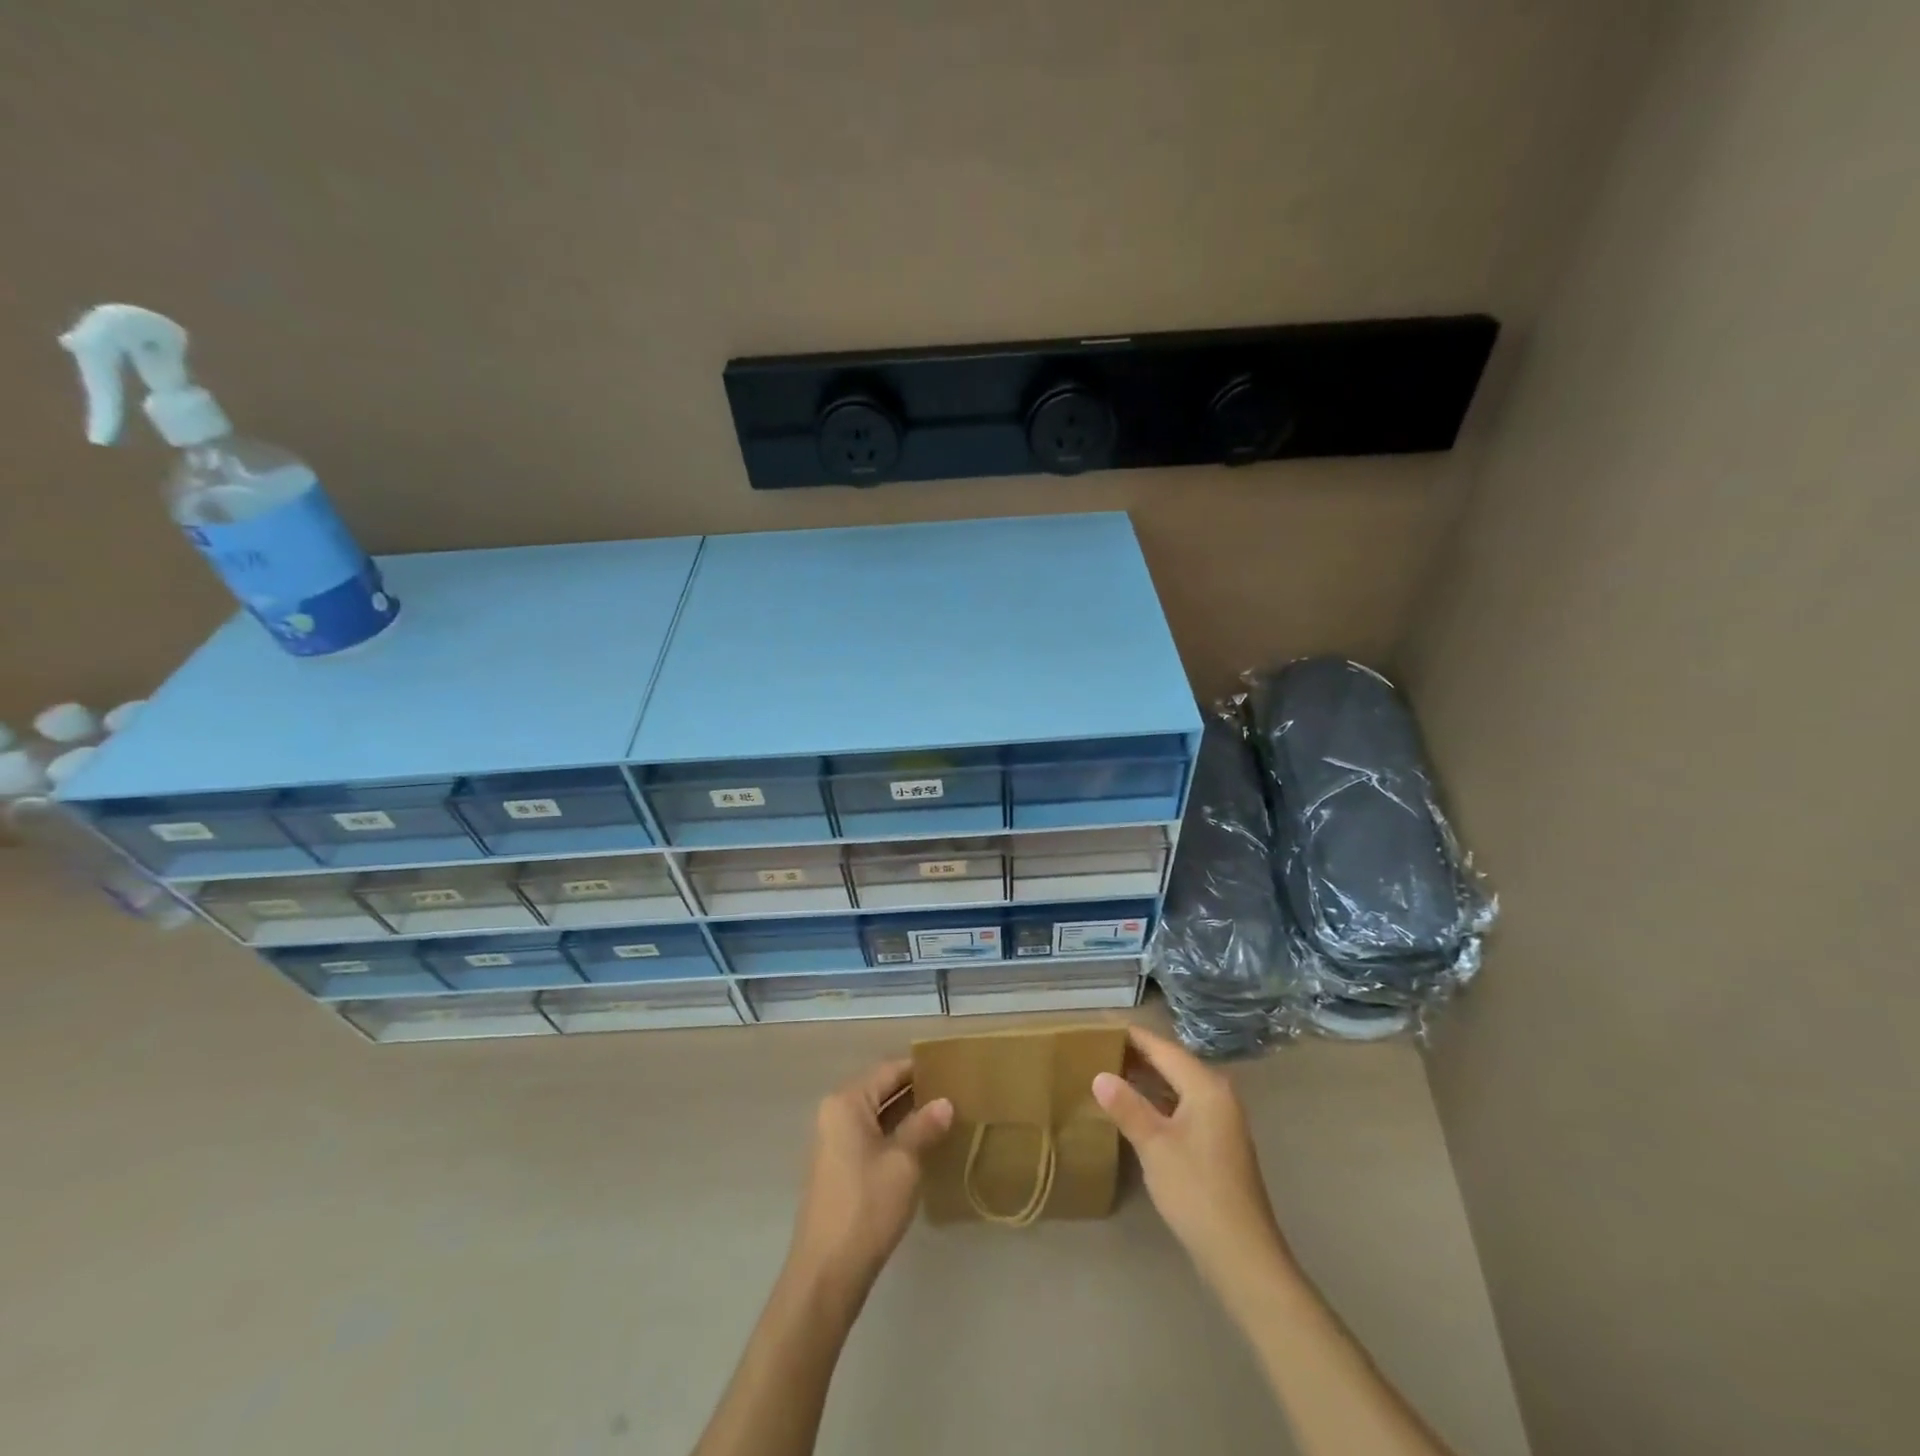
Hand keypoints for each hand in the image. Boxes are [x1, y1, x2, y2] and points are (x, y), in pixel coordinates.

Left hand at [787, 1059, 952, 1298]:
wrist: (827, 1273)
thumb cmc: (867, 1207)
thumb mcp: (903, 1162)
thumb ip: (924, 1126)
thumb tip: (946, 1102)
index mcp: (847, 1102)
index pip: (889, 1070)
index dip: (920, 1069)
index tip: (952, 1069)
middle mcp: (835, 1112)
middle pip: (881, 1089)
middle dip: (916, 1091)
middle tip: (955, 1092)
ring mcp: (834, 1140)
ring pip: (877, 1114)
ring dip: (907, 1114)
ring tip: (946, 1115)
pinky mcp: (839, 1165)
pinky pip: (871, 1135)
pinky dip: (895, 1134)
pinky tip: (923, 1143)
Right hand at [1093, 1025, 1294, 1289]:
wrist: (1242, 1255)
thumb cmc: (1196, 1191)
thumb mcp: (1154, 1145)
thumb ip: (1126, 1106)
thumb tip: (1099, 1075)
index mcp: (1206, 1086)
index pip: (1163, 1047)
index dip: (1131, 1036)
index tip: (1099, 1025)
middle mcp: (1217, 1094)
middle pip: (1172, 1062)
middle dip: (1136, 1054)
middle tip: (1097, 1048)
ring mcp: (1220, 1120)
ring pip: (1177, 1085)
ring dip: (1146, 1078)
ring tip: (1108, 1072)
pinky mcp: (1217, 1143)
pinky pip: (1181, 1105)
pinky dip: (1157, 1099)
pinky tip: (1134, 1108)